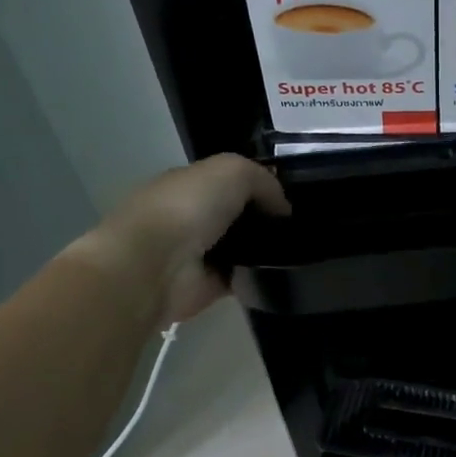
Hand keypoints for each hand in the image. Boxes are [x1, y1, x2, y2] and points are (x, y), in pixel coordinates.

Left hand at [72, 154, 289, 325]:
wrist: (154, 265)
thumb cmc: (187, 207)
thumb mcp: (232, 170)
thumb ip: (262, 180)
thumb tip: (282, 208)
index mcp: (188, 184)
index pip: (228, 181)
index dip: (260, 184)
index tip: (291, 195)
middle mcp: (191, 217)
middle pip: (238, 214)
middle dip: (266, 217)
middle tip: (301, 224)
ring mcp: (198, 254)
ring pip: (243, 246)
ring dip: (266, 248)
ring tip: (300, 248)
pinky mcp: (207, 286)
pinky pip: (244, 277)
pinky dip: (261, 275)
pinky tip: (284, 270)